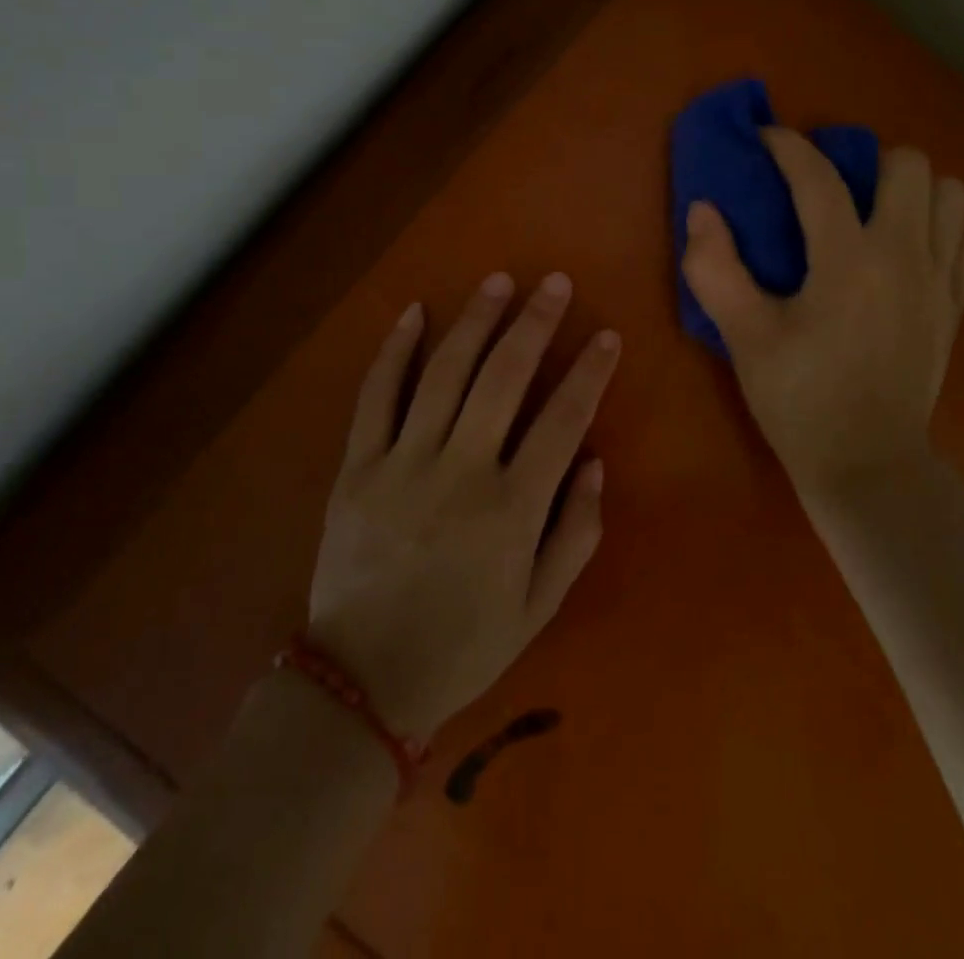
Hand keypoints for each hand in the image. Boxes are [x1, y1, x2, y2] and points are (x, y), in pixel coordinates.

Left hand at [305, 272, 618, 739]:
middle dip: (534, 323)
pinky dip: (394, 351)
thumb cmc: (463, 645)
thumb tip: (594, 461)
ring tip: (499, 281)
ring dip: (475, 321)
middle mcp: (460, 471)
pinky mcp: (357, 467)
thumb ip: (575, 532)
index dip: (589, 372)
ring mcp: (402, 463)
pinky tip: (414, 313)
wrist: (362, 681)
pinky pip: (375, 397)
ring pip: (444, 373)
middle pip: (504, 378)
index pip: (563, 420)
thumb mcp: (539, 605)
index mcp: (511, 508)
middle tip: (555, 283)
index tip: (606, 335)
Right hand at [681, 129, 963, 505]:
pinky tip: (913, 254)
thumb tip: (702, 209)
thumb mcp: (744, 337)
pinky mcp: (957, 307)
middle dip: (866, 160)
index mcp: (848, 259)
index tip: (766, 138)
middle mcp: (905, 255)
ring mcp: (940, 280)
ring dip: (913, 190)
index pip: (818, 177)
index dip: (788, 146)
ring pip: (951, 195)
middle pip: (908, 164)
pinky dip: (946, 233)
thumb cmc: (799, 399)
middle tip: (831, 187)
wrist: (866, 465)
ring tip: (875, 213)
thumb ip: (715, 268)